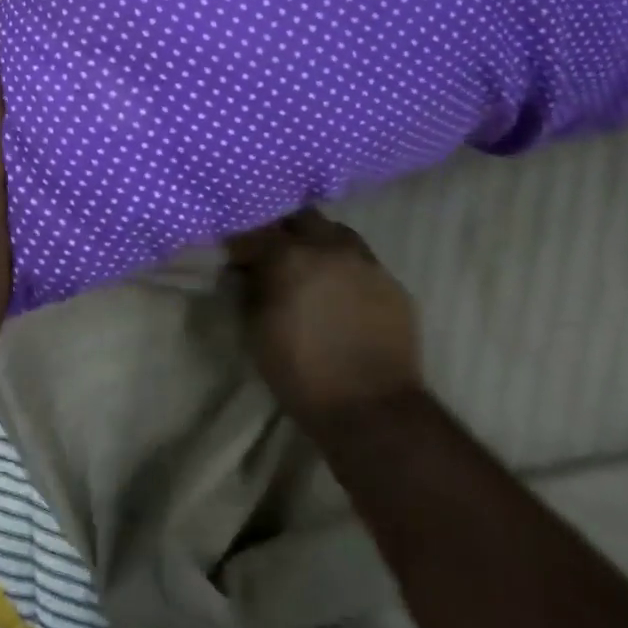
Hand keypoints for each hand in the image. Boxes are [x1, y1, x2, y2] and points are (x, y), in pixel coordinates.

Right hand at [226, 209, 421, 430]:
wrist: (370, 408)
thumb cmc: (301, 373)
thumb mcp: (256, 331)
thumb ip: (250, 289)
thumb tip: (247, 270)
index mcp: (290, 257)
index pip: (257, 231)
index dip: (243, 243)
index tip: (236, 257)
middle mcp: (330, 247)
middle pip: (301, 219)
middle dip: (284, 232)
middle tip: (274, 256)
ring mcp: (366, 261)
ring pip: (337, 233)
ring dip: (318, 243)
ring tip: (311, 269)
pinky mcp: (391, 281)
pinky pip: (362, 260)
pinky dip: (345, 268)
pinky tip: (341, 292)